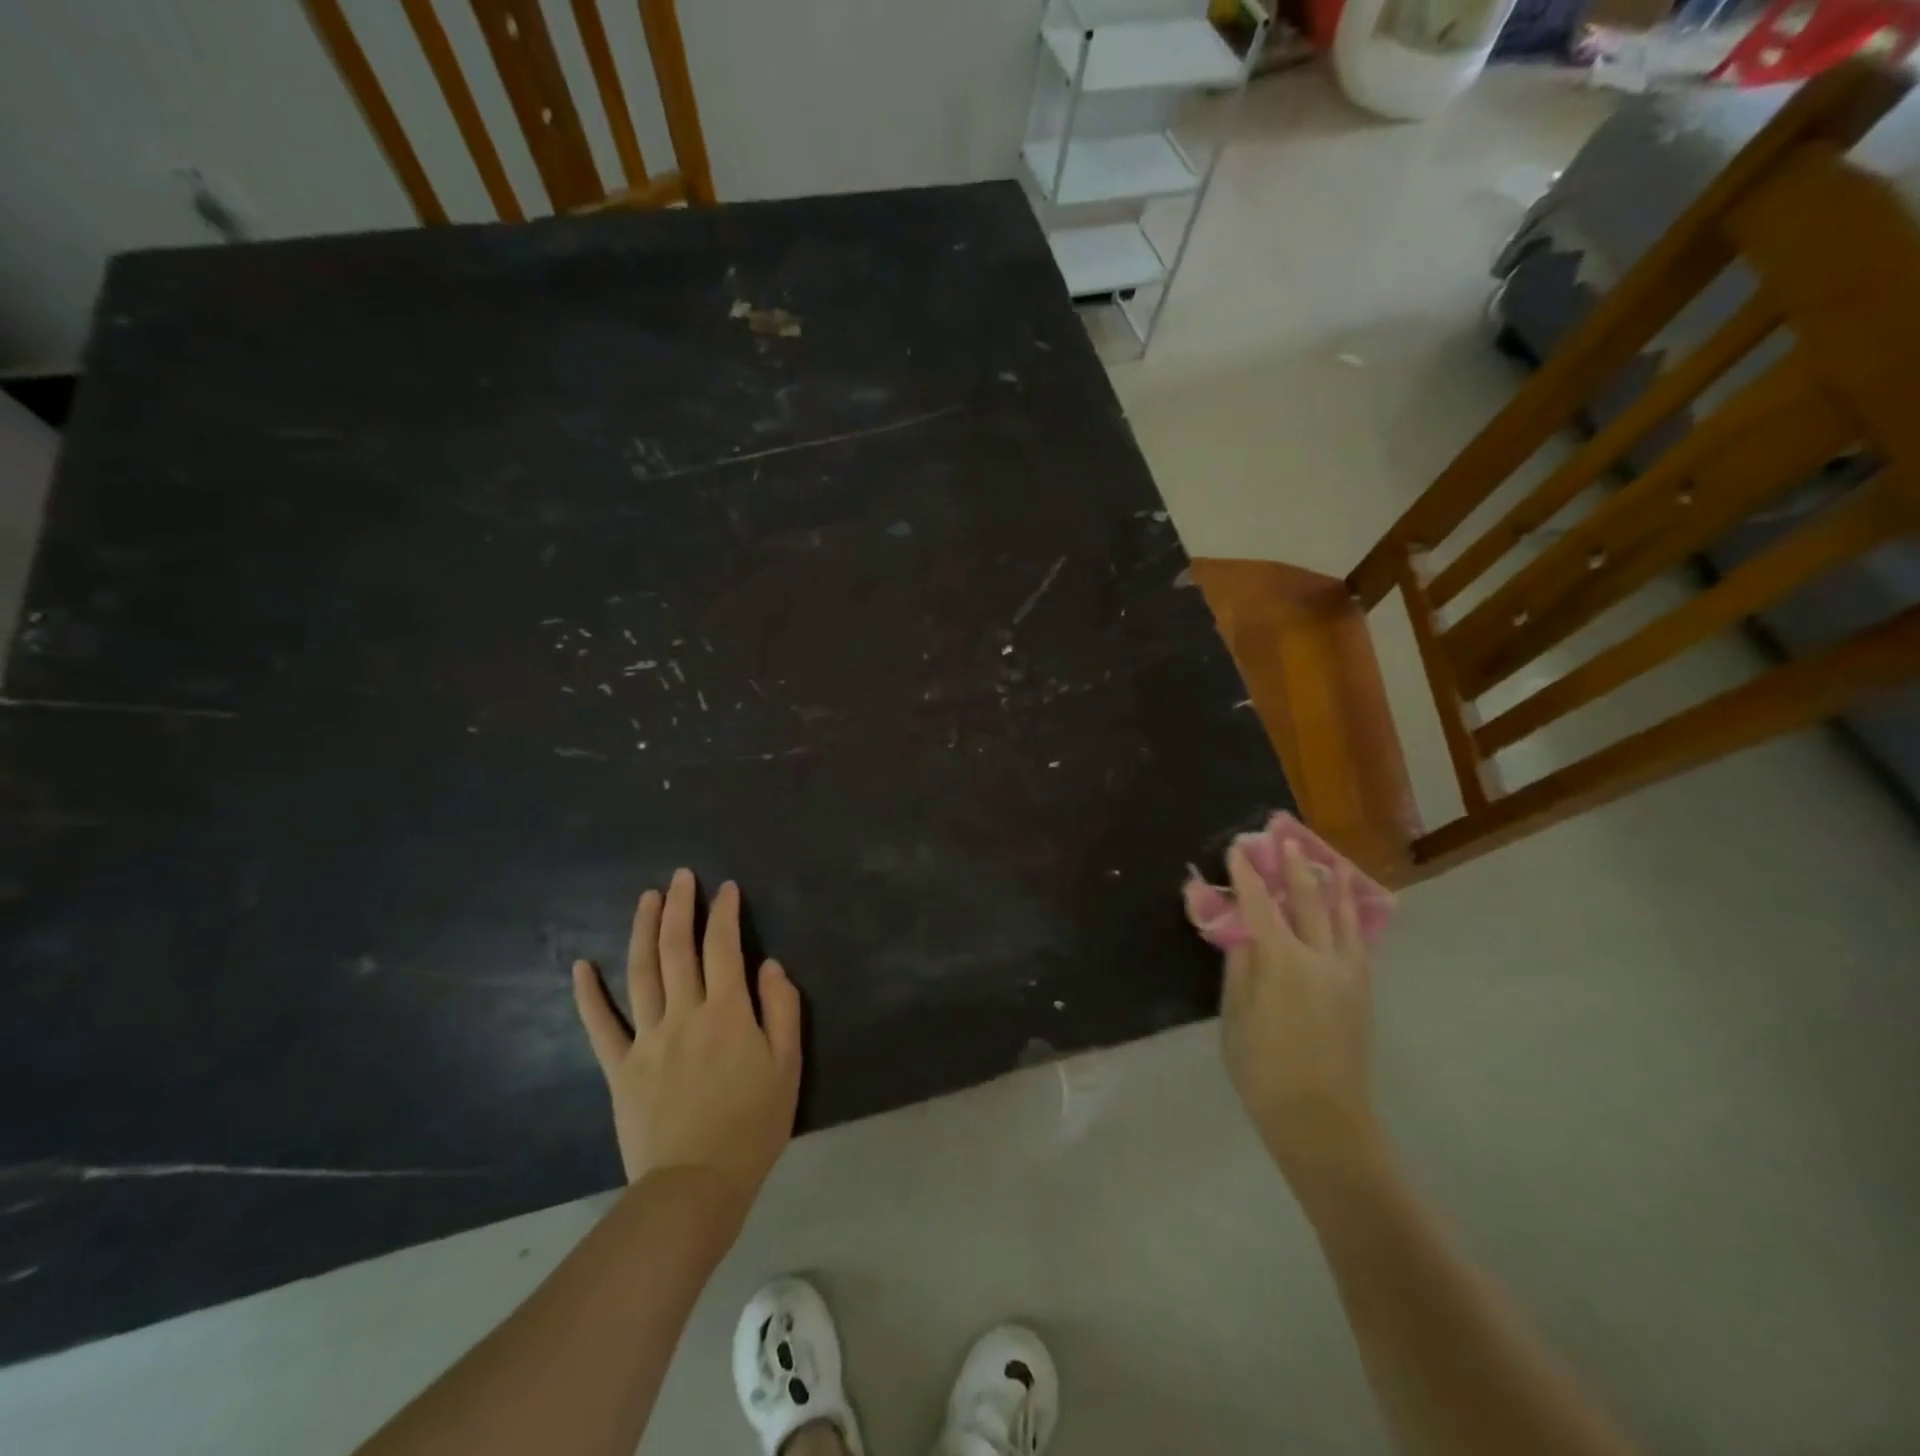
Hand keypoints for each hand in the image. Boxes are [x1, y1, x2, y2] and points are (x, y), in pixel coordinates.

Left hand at [571, 869, 801, 1224]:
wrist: (696, 1186)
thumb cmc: (753, 1125)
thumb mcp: (788, 1066)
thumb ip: (782, 1009)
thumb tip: (770, 965)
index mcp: (728, 1012)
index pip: (724, 948)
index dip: (724, 913)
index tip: (726, 888)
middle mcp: (685, 1013)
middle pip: (678, 948)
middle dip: (681, 907)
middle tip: (682, 877)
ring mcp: (647, 1039)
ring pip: (641, 972)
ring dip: (643, 930)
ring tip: (647, 898)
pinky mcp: (620, 1068)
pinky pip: (601, 1026)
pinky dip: (588, 994)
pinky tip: (582, 966)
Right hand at [1219, 839, 1381, 1196]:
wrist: (1323, 1120)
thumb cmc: (1265, 1070)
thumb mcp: (1236, 1016)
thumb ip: (1240, 965)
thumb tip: (1241, 929)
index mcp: (1283, 962)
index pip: (1260, 905)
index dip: (1247, 875)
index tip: (1238, 849)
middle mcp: (1321, 957)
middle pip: (1307, 900)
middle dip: (1293, 867)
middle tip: (1283, 839)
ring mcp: (1348, 973)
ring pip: (1341, 916)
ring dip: (1329, 883)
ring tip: (1323, 860)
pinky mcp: (1362, 990)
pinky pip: (1357, 938)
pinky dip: (1349, 914)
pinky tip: (1346, 907)